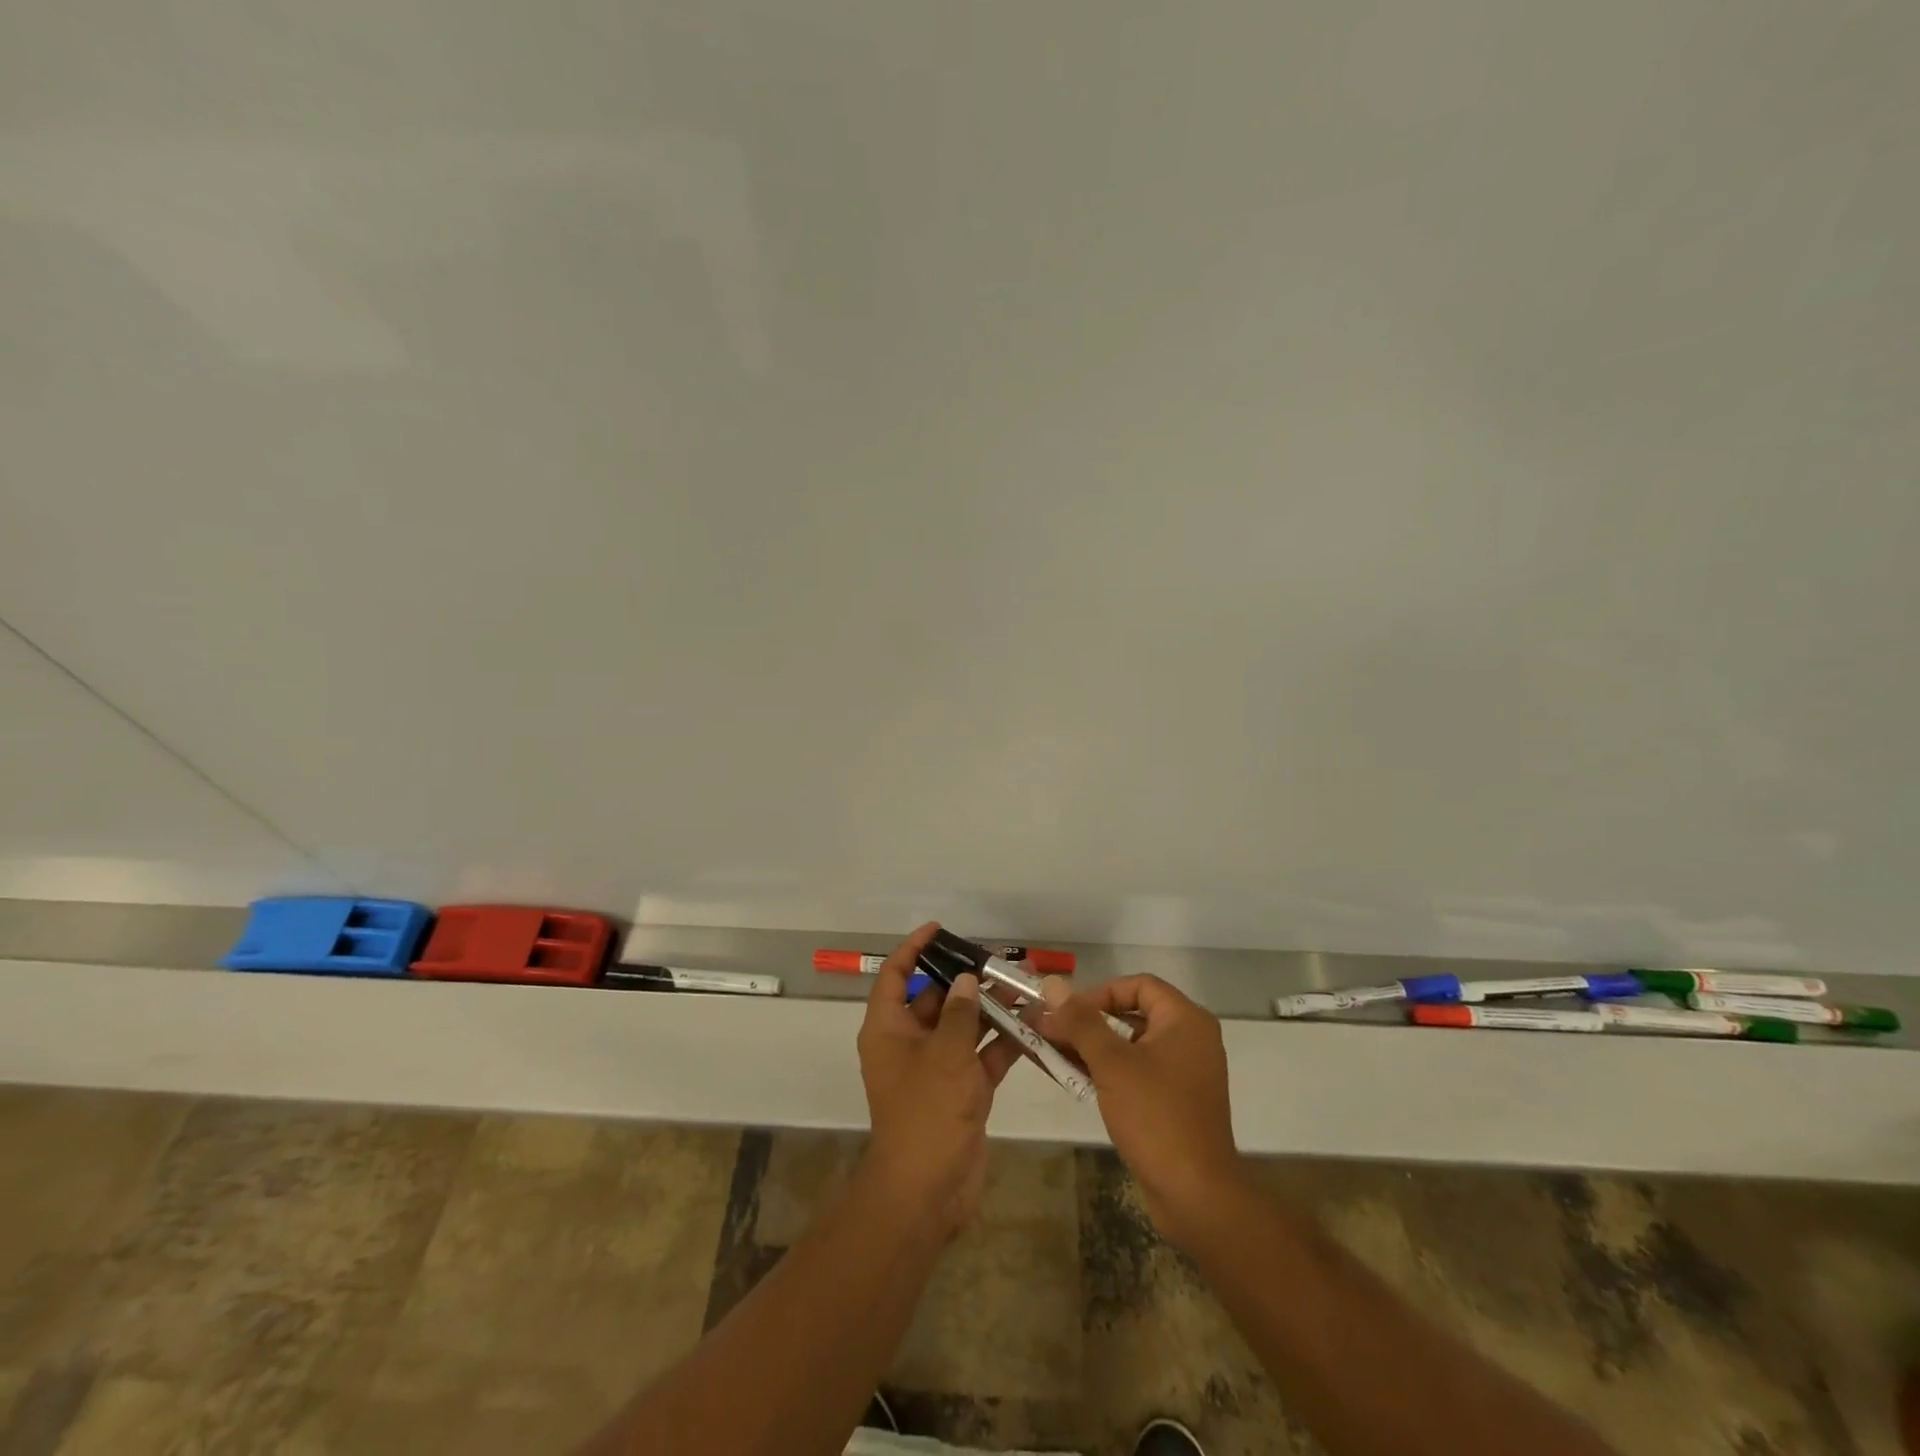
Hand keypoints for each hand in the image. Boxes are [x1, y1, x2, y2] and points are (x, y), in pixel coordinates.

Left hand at [857, 923, 1020, 1236]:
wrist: (929, 1189)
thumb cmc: (927, 1110)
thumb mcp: (945, 1053)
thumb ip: (961, 1012)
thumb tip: (968, 980)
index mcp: (888, 1029)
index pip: (896, 976)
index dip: (913, 949)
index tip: (939, 929)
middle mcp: (909, 1043)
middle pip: (937, 999)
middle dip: (966, 980)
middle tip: (998, 961)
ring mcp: (937, 1068)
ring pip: (964, 1027)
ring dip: (991, 1009)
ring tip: (1023, 986)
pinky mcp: (962, 1090)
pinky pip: (982, 1055)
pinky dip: (1003, 1041)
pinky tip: (1033, 1024)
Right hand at [1037, 974, 1242, 1246]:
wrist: (1196, 1195)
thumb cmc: (1155, 1116)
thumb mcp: (1111, 1063)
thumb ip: (1080, 1021)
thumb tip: (1052, 984)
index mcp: (1185, 1020)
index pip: (1137, 985)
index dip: (1099, 992)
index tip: (1068, 1012)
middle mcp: (1190, 1039)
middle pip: (1132, 1014)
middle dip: (1088, 1022)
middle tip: (1051, 1032)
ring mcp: (1185, 1073)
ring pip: (1131, 1046)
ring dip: (1092, 1048)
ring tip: (1053, 1054)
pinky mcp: (1176, 1102)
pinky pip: (1137, 1073)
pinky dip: (1108, 1072)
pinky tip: (1073, 1079)